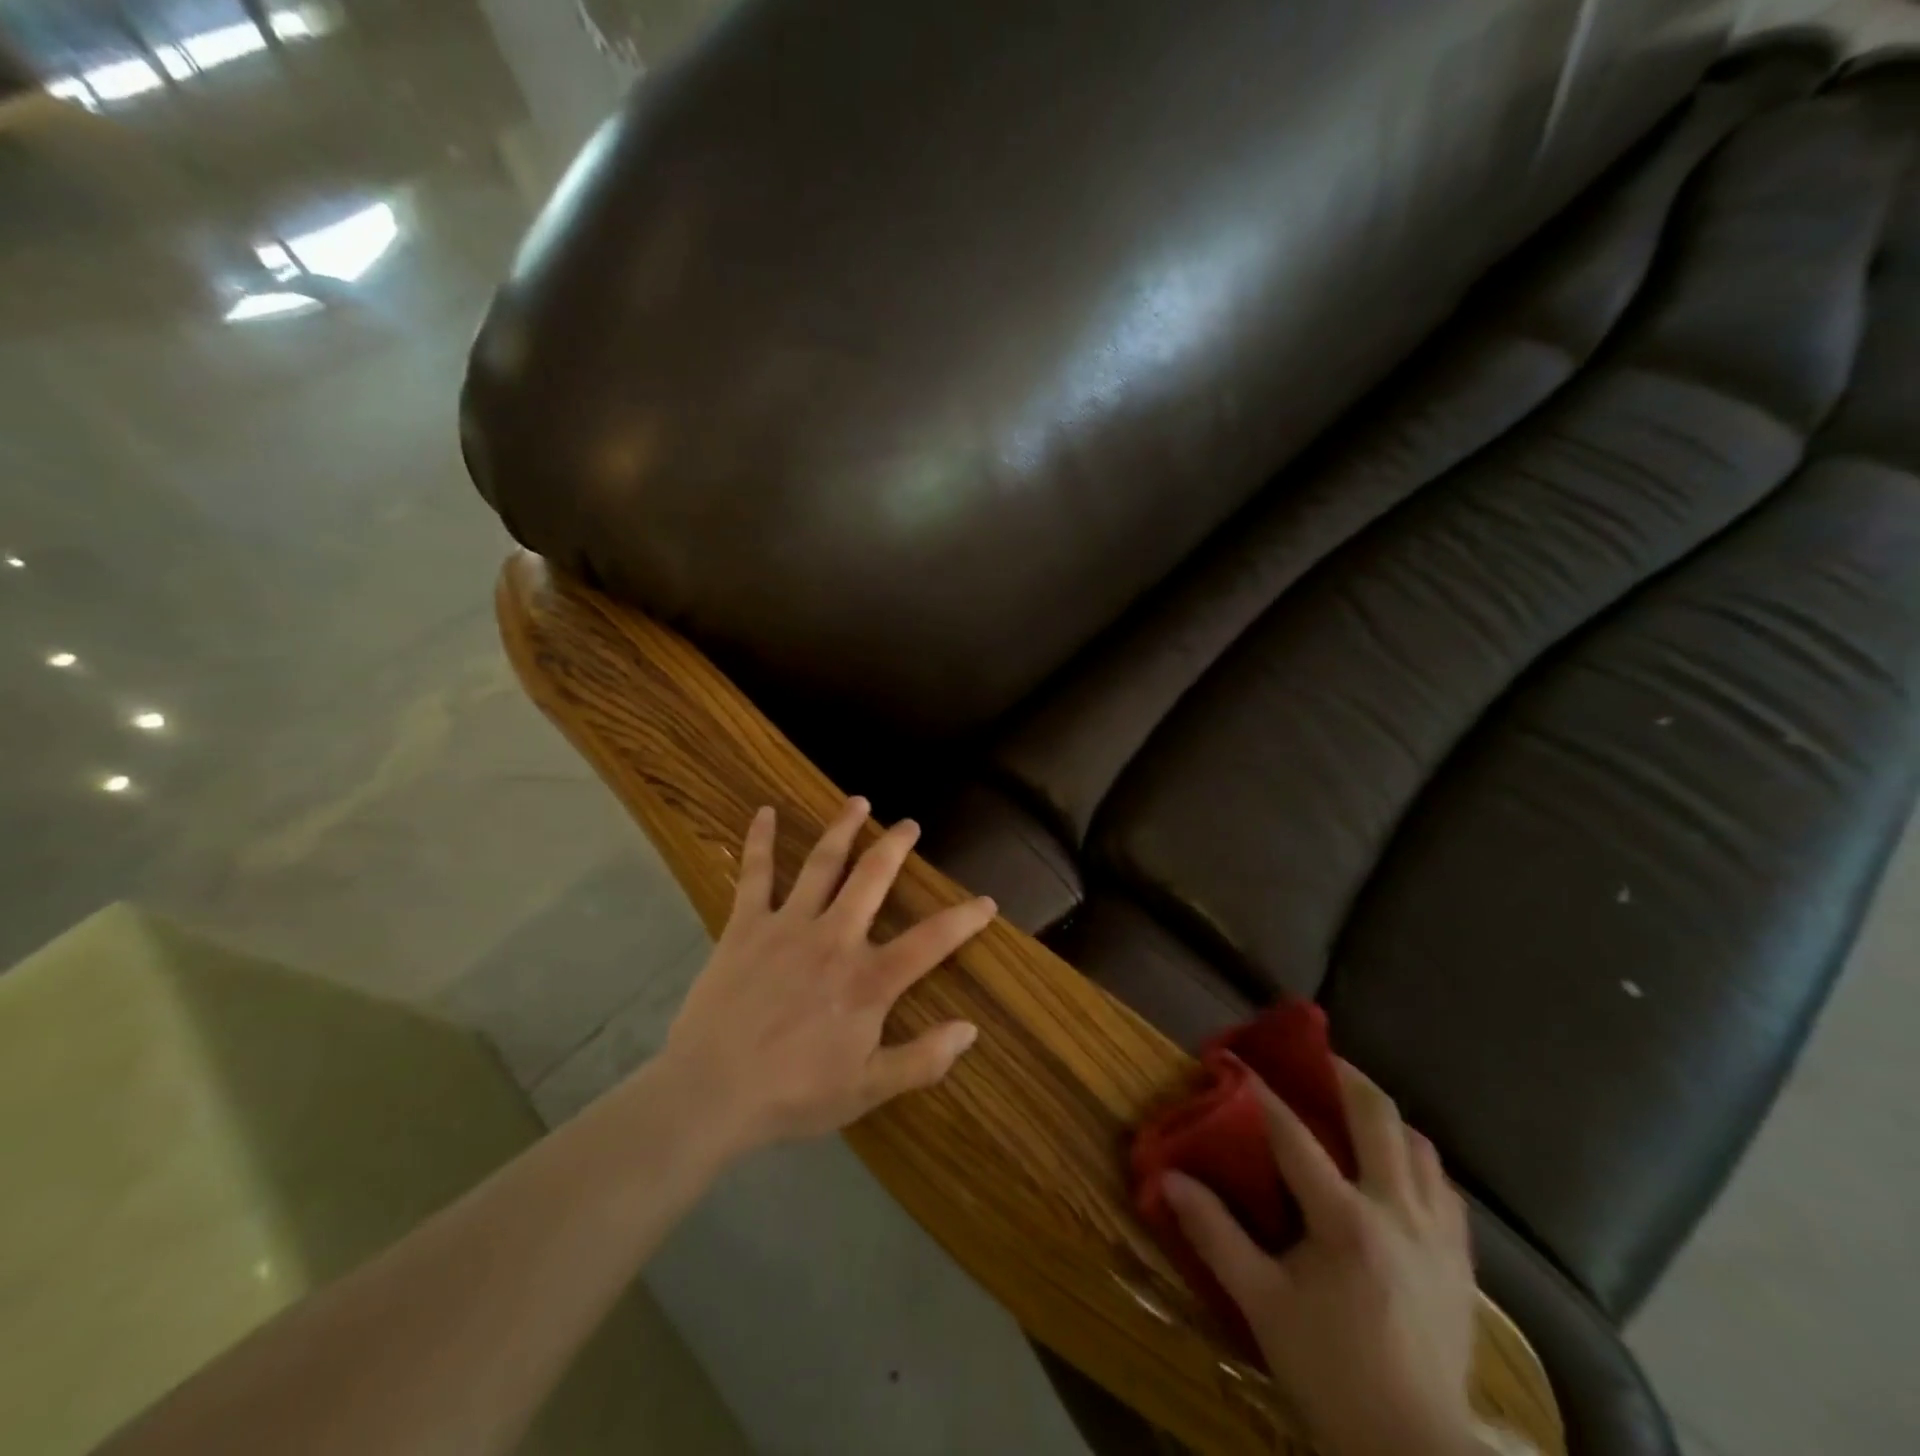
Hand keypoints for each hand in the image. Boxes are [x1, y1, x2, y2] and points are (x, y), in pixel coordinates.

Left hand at [659, 797, 995, 1160]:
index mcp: (868, 979)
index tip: (986, 902)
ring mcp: (788, 925)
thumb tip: (970, 1029)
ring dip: (843, 828)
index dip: (964, 919)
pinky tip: (763, 811)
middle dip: (895, 846)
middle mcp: (834, 938)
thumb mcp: (867, 1090)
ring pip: (823, 863)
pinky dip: (759, 840)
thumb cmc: (793, 1094)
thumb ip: (922, 1059)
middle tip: (910, 825)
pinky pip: (755, 874)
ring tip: (858, 802)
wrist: (710, 1092)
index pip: (931, 940)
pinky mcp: (746, 925)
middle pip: (873, 878)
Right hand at [1162, 1060, 1481, 1455]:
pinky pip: (1446, 1191)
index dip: (1260, 1092)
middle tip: (1318, 1061)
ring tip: (1356, 1116)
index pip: (1294, 1135)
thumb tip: (1166, 1180)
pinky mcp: (1462, 1265)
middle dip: (1346, 1077)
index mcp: (1346, 1220)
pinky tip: (1399, 1176)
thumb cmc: (1331, 1373)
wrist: (1417, 1454)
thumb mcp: (1261, 1304)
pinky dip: (1419, 1167)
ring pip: (1421, 1148)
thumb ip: (1214, 1235)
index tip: (1235, 1060)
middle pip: (1379, 1117)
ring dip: (1387, 1121)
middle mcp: (1399, 1212)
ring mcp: (1439, 1237)